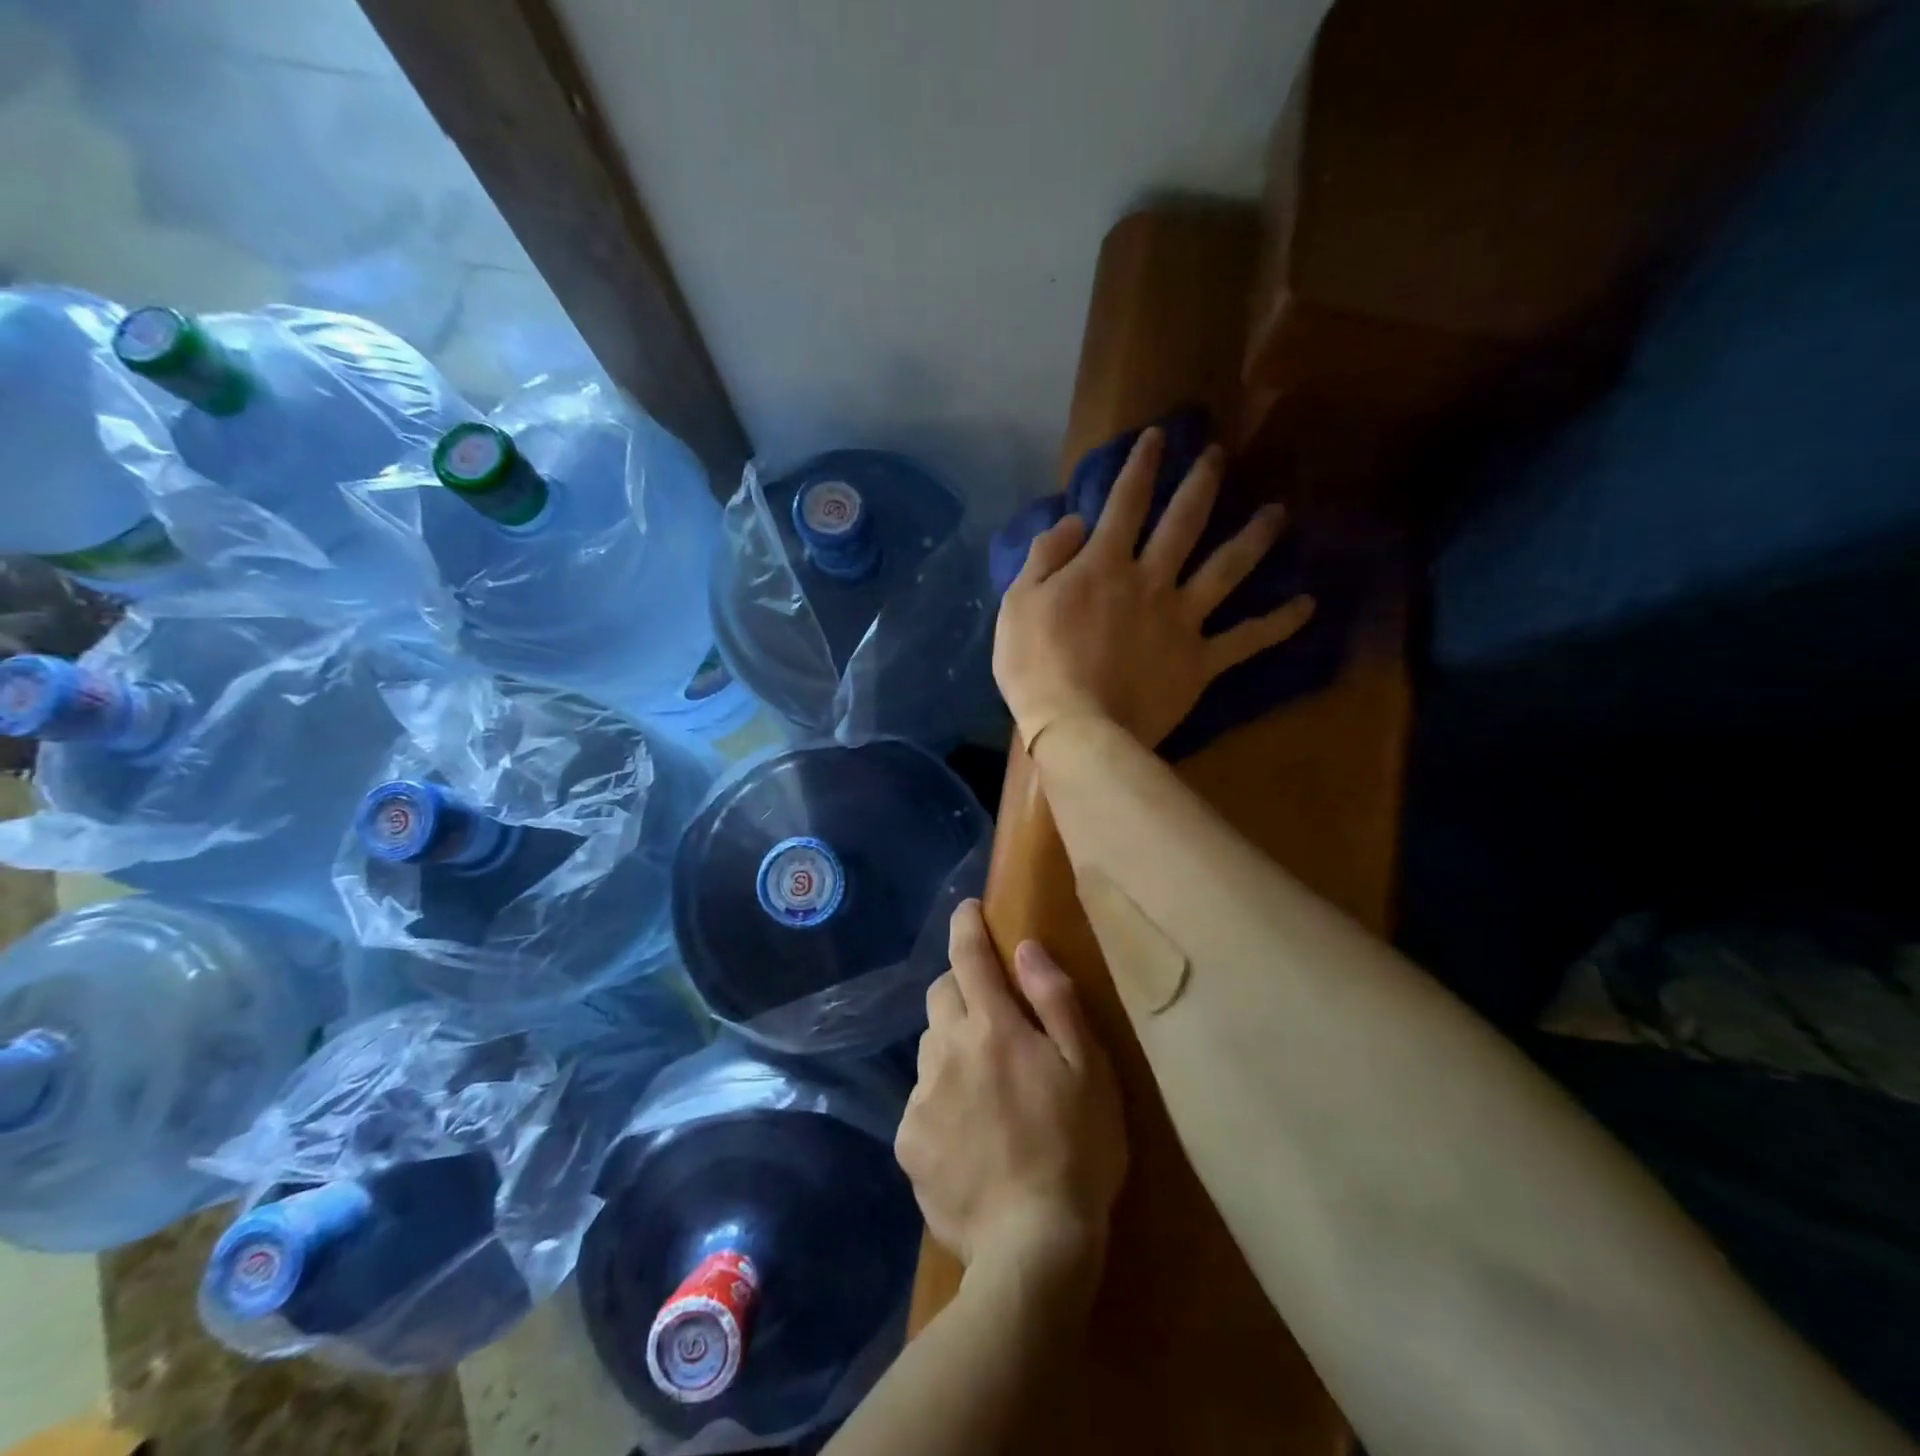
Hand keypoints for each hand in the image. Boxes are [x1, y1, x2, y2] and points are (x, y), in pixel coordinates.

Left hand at [897, 901, 1126, 1276]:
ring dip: (952, 1045)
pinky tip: (969, 1135)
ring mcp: (922, 1096)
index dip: (967, 926)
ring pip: (930, 1046)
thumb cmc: (1077, 1150)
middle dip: (960, 988)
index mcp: (993, 1027)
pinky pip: (922, 1099)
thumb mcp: (1088, 1069)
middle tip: (990, 1013)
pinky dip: (942, 1099)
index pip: (970, 956)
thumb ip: (1055, 1000)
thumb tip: (1025, 948)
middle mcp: (947, 1050)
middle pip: (940, 994)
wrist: (1033, 1248)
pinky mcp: (908, 1140)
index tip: (967, 909)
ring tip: (984, 1084)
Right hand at [994, 428, 1315, 748]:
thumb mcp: (1018, 602)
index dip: (1141, 465)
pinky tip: (1308, 604)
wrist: (1075, 727)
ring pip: (1227, 569)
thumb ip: (1047, 555)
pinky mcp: (1201, 661)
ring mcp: (1182, 620)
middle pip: (1184, 522)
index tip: (1158, 437)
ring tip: (1279, 513)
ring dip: (1255, 538)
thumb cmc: (1035, 666)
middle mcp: (1151, 580)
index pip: (1125, 502)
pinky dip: (1279, 622)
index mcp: (1104, 565)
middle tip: (1220, 456)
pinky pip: (1247, 639)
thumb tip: (1077, 521)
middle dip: (1202, 483)